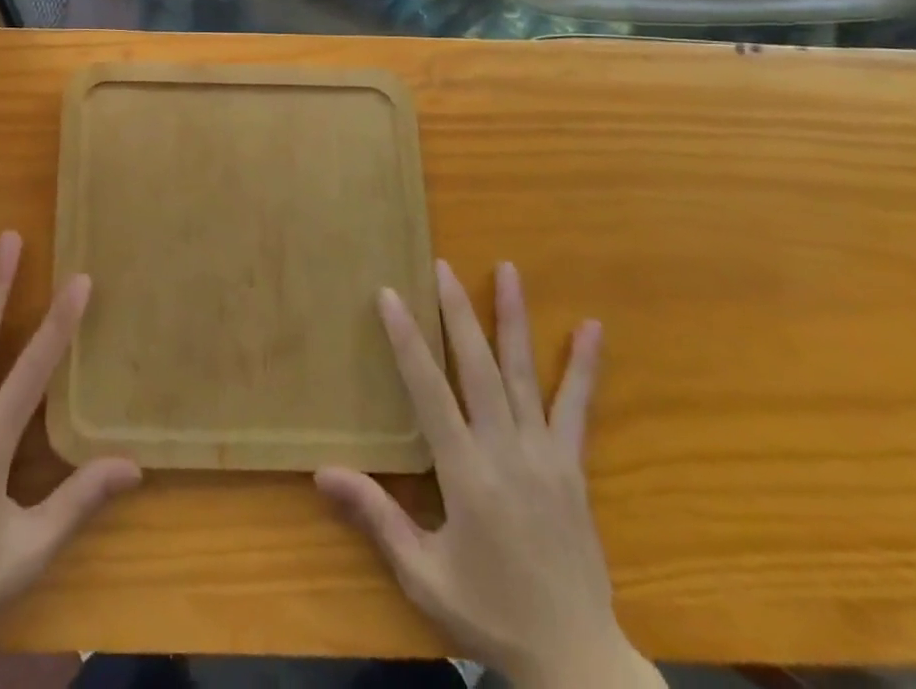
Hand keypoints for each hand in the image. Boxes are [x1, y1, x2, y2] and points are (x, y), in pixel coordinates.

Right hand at [316, 261, 660, 688]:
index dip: (407, 340)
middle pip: (477, 368)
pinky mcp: (572, 467)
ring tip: (508, 270)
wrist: (577, 661)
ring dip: (514, 319)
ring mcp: (545, 456)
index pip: (429, 391)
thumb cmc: (489, 614)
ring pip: (524, 374)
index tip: (390, 295)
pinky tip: (593, 329)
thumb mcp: (423, 575)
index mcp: (467, 474)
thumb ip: (376, 518)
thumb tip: (322, 471)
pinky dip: (584, 366)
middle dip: (458, 312)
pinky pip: (576, 408)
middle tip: (443, 265)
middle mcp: (506, 452)